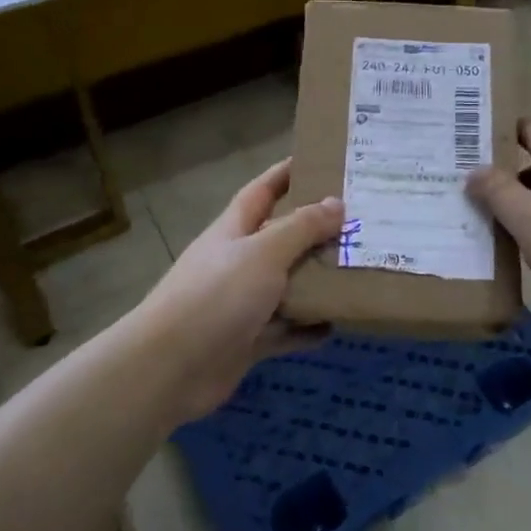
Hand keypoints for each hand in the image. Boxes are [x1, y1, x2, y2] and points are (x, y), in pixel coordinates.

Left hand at [137, 159, 343, 421]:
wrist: (169, 368)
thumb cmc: (216, 295)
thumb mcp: (264, 252)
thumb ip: (302, 228)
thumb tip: (337, 203)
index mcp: (235, 229)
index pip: (263, 190)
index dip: (287, 174)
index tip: (321, 161)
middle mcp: (239, 261)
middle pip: (282, 238)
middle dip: (316, 230)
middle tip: (361, 221)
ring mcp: (243, 303)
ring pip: (288, 285)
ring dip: (318, 281)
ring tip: (360, 270)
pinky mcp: (248, 340)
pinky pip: (286, 329)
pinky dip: (308, 327)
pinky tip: (338, 324)